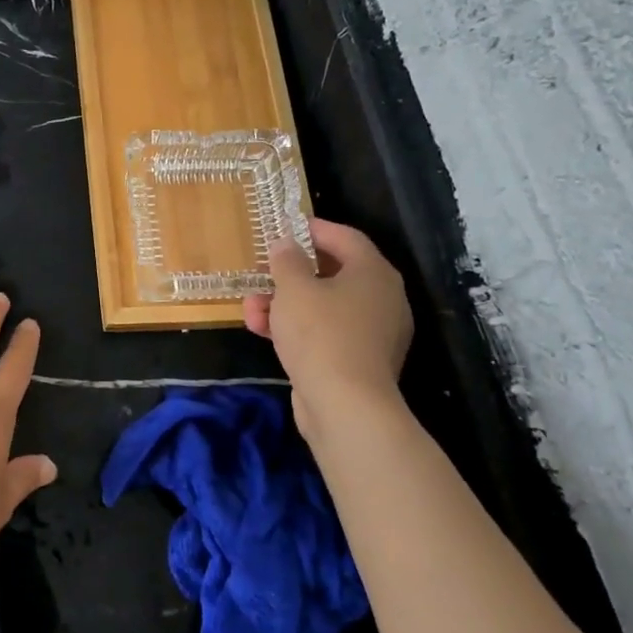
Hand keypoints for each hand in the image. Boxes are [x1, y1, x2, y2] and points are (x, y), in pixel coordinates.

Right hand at [244, 218, 412, 443]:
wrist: (345, 405)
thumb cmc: (320, 334)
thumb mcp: (294, 289)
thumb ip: (286, 261)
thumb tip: (285, 244)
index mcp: (374, 273)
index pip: (346, 237)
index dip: (313, 229)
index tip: (285, 227)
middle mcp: (381, 299)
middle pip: (331, 274)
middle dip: (288, 274)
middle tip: (261, 272)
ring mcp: (371, 332)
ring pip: (323, 306)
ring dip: (284, 304)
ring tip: (251, 310)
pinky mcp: (357, 360)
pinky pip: (324, 333)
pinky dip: (296, 328)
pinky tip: (263, 332)